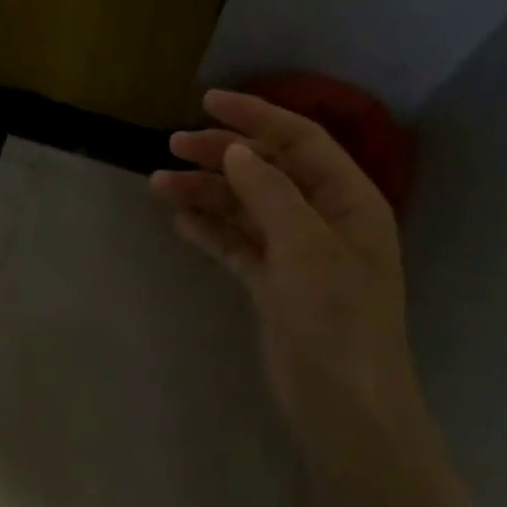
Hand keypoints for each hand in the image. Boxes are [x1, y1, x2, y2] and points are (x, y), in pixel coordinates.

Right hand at [152, 89, 424, 463]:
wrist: (343, 404)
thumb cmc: (337, 318)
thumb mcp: (307, 247)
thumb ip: (270, 193)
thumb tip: (236, 150)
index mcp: (347, 201)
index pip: (300, 142)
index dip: (256, 117)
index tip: (207, 102)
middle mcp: (321, 219)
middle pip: (266, 171)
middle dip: (221, 154)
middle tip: (171, 146)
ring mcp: (294, 253)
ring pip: (244, 207)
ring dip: (205, 193)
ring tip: (158, 185)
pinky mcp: (271, 284)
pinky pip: (235, 244)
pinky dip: (209, 230)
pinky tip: (179, 221)